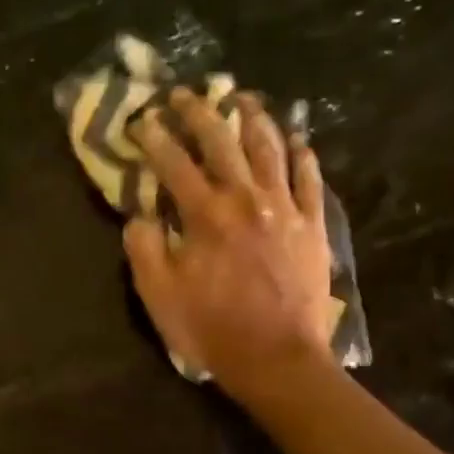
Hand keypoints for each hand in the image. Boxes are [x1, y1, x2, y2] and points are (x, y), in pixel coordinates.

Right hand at [124, 88, 337, 404]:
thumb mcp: (159, 295)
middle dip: (199, 113)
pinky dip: (301, 155)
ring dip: (254, 119)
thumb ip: (144, 248)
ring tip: (243, 99)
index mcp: (206, 214)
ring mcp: (285, 208)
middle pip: (222, 142)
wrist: (277, 358)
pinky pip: (309, 179)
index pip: (174, 163)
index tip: (142, 120)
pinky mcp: (312, 225)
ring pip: (270, 149)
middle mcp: (247, 199)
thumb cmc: (212, 328)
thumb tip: (140, 215)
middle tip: (184, 94)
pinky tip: (296, 139)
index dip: (155, 139)